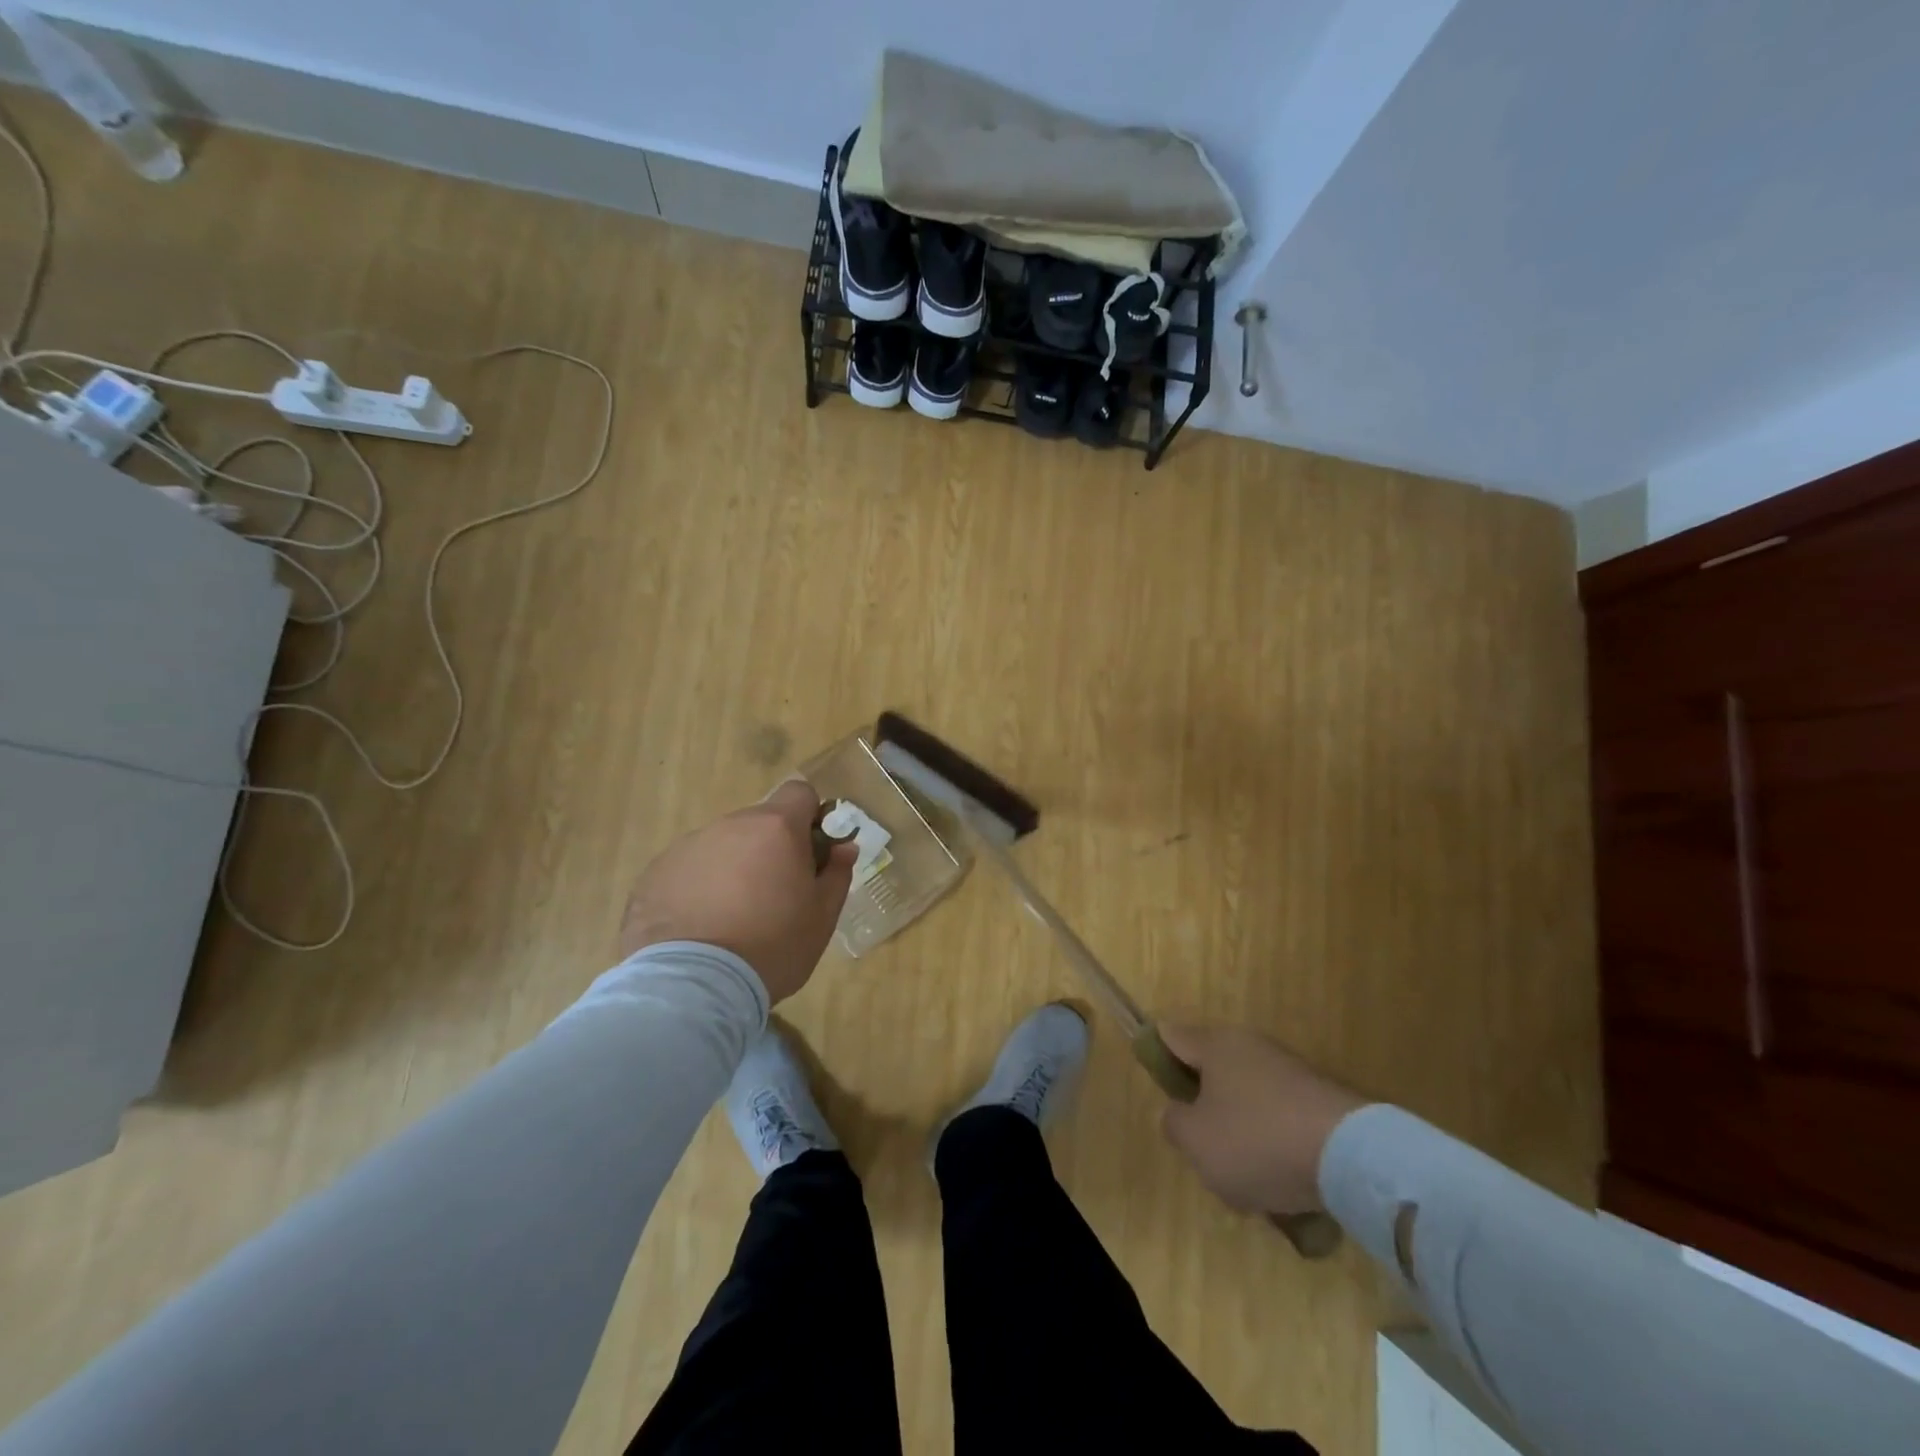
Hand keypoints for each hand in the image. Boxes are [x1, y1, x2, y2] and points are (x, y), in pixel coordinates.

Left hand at [617, 781, 856, 1003]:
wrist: (694, 987)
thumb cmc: (774, 947)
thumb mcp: (822, 916)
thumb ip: (837, 873)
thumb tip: (844, 847)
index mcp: (776, 828)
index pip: (799, 792)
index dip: (809, 817)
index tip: (809, 852)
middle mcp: (729, 825)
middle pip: (758, 823)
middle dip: (769, 849)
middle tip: (773, 896)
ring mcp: (687, 847)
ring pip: (721, 847)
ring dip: (731, 868)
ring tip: (730, 919)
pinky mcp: (654, 874)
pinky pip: (687, 871)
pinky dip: (696, 890)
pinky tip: (698, 929)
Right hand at [1159, 1024, 1367, 1215]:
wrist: (1352, 1157)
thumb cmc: (1258, 1141)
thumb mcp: (1195, 1141)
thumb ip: (1174, 1123)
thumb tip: (1180, 1113)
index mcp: (1215, 1045)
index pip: (1171, 1036)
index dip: (1157, 1059)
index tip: (1162, 1096)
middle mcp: (1251, 1046)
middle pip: (1212, 1073)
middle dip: (1205, 1110)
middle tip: (1205, 1150)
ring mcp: (1290, 1071)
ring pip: (1248, 1101)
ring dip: (1242, 1134)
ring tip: (1250, 1181)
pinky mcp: (1321, 1099)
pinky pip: (1281, 1120)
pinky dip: (1277, 1146)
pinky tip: (1284, 1183)